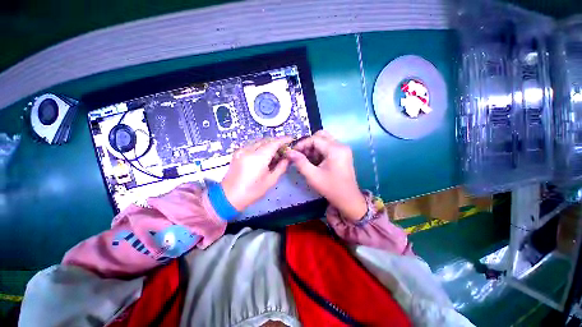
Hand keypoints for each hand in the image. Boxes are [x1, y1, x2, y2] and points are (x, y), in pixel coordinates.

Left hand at [221, 137, 291, 210]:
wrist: (229, 196)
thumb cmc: (252, 191)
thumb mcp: (271, 181)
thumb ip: (281, 167)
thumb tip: (287, 158)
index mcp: (258, 158)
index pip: (274, 143)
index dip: (284, 139)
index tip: (291, 139)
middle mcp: (249, 150)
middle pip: (266, 140)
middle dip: (276, 143)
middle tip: (284, 150)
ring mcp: (241, 150)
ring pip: (259, 141)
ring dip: (268, 145)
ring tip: (274, 155)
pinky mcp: (237, 152)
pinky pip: (252, 145)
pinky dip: (260, 147)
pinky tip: (263, 156)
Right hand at [286, 131, 366, 220]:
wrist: (348, 199)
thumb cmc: (331, 188)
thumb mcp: (312, 176)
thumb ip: (300, 162)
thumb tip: (289, 152)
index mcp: (335, 149)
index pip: (315, 139)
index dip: (302, 144)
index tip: (293, 152)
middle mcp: (341, 145)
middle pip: (321, 136)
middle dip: (308, 144)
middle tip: (301, 154)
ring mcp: (343, 149)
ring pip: (325, 140)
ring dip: (314, 147)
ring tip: (306, 159)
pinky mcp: (343, 154)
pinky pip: (329, 147)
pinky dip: (320, 151)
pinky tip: (314, 161)